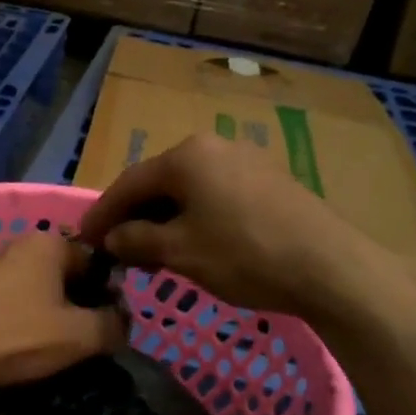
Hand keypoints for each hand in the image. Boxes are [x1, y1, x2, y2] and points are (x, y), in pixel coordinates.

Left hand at [0, 233, 126, 393]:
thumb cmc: (16, 337)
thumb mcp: (80, 336)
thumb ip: (113, 325)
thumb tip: (123, 321)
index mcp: (48, 242)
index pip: (96, 261)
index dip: (108, 294)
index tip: (109, 327)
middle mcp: (17, 243)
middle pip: (64, 273)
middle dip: (78, 303)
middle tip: (83, 339)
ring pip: (35, 287)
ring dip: (49, 312)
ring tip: (52, 346)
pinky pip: (9, 299)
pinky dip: (21, 317)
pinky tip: (20, 344)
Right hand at [77, 132, 415, 338]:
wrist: (331, 267)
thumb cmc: (244, 255)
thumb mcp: (179, 252)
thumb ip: (136, 241)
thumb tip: (112, 238)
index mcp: (186, 156)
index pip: (128, 183)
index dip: (102, 214)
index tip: (84, 240)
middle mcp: (214, 146)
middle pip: (159, 182)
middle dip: (135, 217)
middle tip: (117, 250)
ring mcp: (246, 160)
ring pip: (189, 190)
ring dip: (165, 219)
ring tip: (153, 253)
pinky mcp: (269, 181)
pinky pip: (216, 194)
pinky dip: (195, 217)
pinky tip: (194, 244)